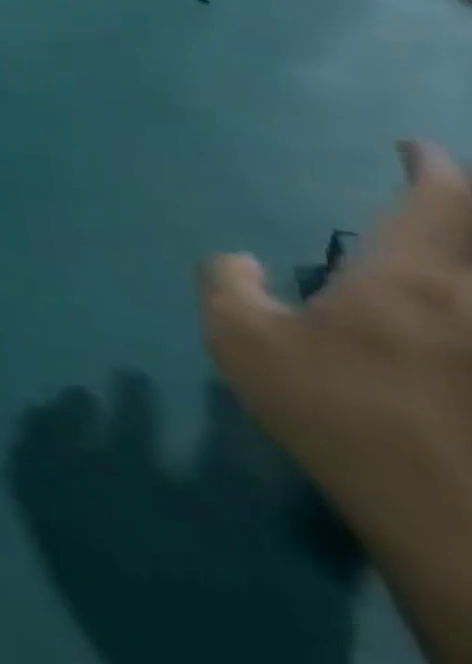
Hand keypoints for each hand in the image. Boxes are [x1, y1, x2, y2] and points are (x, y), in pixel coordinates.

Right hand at [200, 142, 471, 559]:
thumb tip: (239, 259)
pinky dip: (461, 294)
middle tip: (446, 194)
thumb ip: (226, 284)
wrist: (454, 526)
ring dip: (466, 253)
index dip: (432, 168)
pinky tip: (444, 308)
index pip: (440, 202)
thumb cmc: (340, 417)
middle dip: (466, 207)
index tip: (416, 148)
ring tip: (440, 248)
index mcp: (413, 281)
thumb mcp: (241, 343)